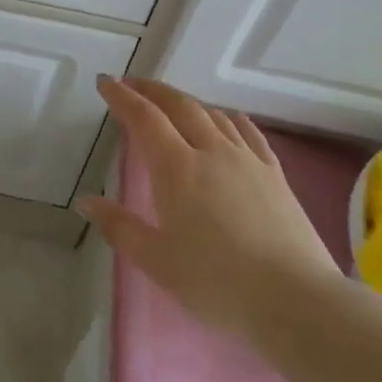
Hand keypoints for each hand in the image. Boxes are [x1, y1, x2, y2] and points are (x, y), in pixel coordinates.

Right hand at [78, 78, 339, 334]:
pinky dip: (228, 118)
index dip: (122, 96)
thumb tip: (86, 201)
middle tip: (133, 85)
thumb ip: (120, 228)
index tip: (105, 82)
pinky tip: (227, 120)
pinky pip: (247, 131)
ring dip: (186, 102)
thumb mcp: (158, 262)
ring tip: (172, 104)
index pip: (144, 118)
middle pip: (179, 105)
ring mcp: (246, 158)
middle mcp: (211, 150)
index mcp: (177, 168)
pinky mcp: (274, 173)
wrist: (295, 299)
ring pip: (212, 114)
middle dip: (152, 90)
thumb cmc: (217, 284)